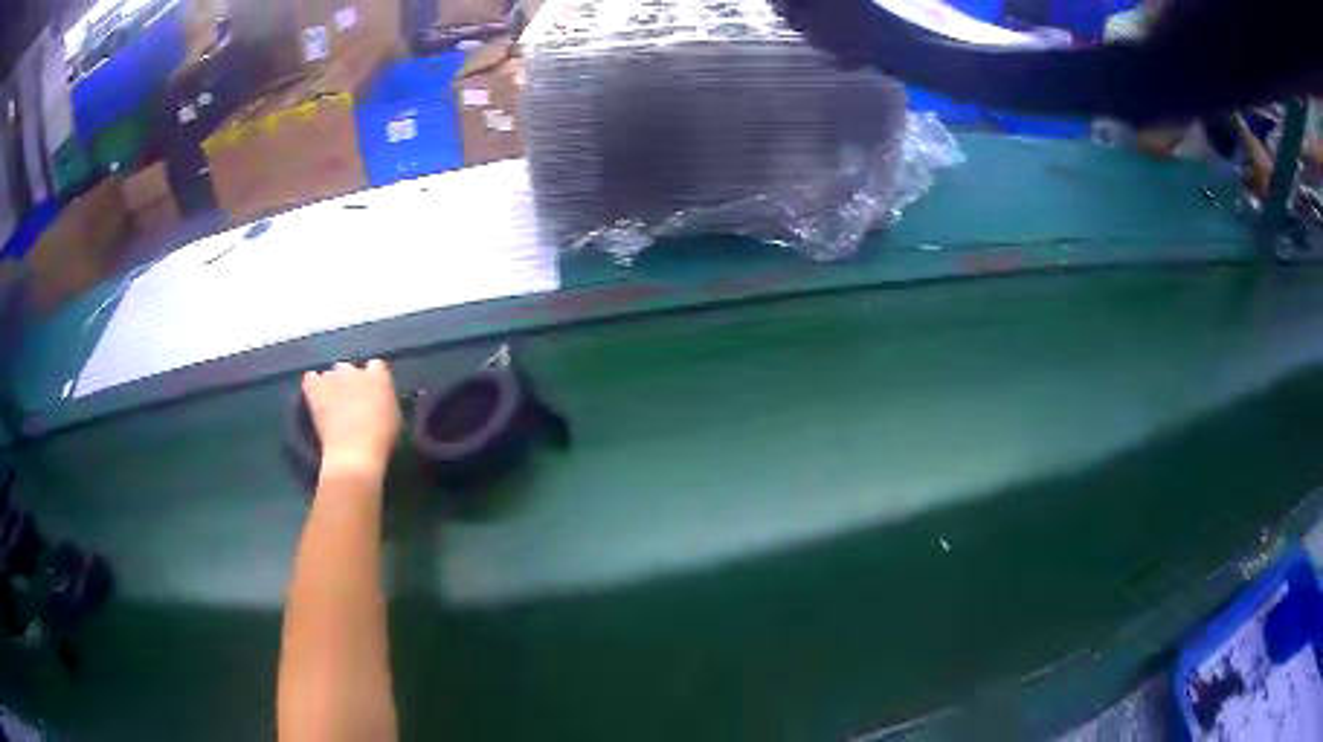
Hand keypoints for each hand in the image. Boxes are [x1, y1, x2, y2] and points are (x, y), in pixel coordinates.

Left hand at [302, 360, 402, 481]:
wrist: (354, 453)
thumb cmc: (380, 441)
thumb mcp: (394, 419)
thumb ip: (386, 401)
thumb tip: (380, 399)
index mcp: (378, 377)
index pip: (376, 366)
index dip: (373, 379)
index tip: (372, 393)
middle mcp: (355, 371)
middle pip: (350, 368)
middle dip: (349, 381)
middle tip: (351, 402)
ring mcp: (333, 378)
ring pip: (330, 374)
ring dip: (332, 385)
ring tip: (332, 405)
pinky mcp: (316, 389)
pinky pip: (310, 378)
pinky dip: (313, 384)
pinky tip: (315, 396)